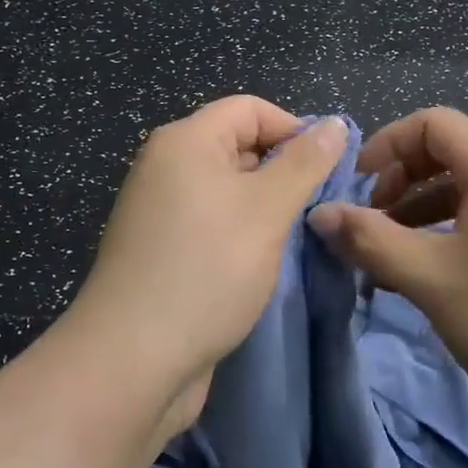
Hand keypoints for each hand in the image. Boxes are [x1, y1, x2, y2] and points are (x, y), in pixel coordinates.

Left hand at [68, 96, 347, 424]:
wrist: (133, 358)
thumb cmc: (207, 269)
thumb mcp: (267, 209)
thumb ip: (305, 163)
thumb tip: (334, 124)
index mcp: (185, 140)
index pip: (250, 109)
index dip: (293, 130)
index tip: (327, 172)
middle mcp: (166, 165)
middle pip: (237, 145)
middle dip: (281, 170)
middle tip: (316, 209)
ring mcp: (158, 209)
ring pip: (226, 188)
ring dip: (263, 206)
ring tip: (292, 238)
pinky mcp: (159, 248)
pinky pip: (209, 222)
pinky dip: (238, 232)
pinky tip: (258, 262)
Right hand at [308, 107, 467, 430]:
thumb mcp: (431, 279)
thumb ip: (370, 240)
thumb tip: (319, 214)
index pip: (433, 123)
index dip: (387, 144)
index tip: (356, 186)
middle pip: (450, 154)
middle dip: (400, 181)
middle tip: (369, 225)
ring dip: (421, 214)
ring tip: (390, 259)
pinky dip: (450, 236)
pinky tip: (433, 279)